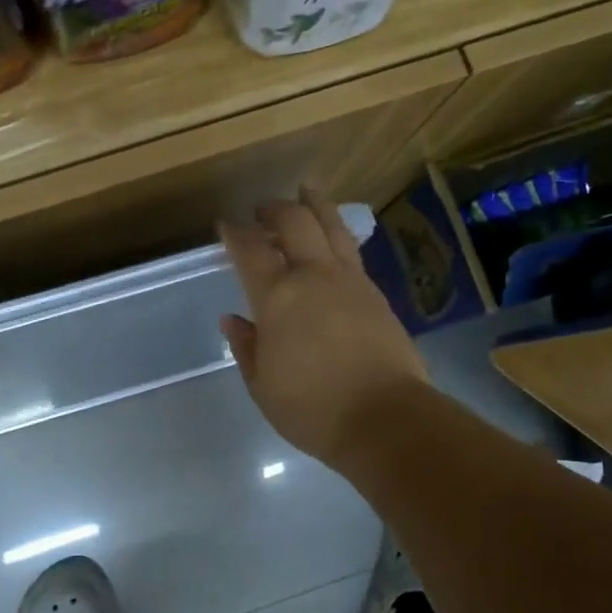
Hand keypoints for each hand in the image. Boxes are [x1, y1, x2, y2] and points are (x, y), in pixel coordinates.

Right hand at [220, 189, 428, 470]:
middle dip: (274, 209)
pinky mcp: (377, 294)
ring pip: (332, 226)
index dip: (235, 233)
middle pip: (295, 222)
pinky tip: (333, 242)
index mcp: (278, 296)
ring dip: (314, 206)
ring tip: (305, 194)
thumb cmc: (313, 408)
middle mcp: (314, 276)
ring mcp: (351, 281)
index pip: (251, 250)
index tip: (225, 225)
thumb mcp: (263, 385)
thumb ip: (247, 347)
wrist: (385, 418)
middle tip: (261, 210)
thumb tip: (233, 320)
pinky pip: (351, 251)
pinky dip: (336, 234)